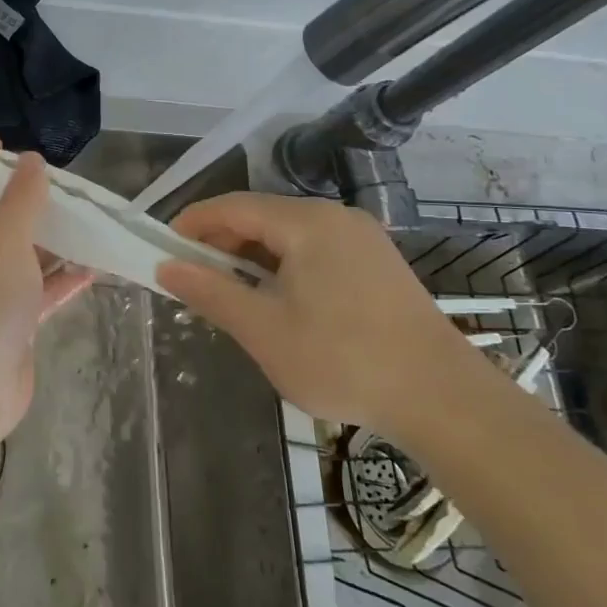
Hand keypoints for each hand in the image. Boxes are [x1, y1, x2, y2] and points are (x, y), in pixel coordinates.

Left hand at [0, 140, 92, 470]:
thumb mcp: (3, 236)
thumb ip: (21, 196)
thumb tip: (32, 161)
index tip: (5, 145)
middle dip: (18, 198)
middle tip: (54, 184)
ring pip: (14, 254)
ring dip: (45, 239)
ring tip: (81, 219)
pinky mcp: (5, 323)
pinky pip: (34, 291)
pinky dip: (59, 279)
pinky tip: (93, 267)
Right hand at [157, 193, 485, 439]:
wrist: (443, 399)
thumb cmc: (343, 360)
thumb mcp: (263, 330)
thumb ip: (210, 292)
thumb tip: (167, 267)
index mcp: (307, 222)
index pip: (232, 207)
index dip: (192, 223)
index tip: (163, 249)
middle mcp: (335, 217)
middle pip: (261, 216)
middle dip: (221, 244)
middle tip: (194, 279)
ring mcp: (362, 239)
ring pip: (288, 235)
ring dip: (251, 258)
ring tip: (230, 295)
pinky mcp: (377, 263)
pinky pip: (315, 251)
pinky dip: (283, 267)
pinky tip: (277, 302)